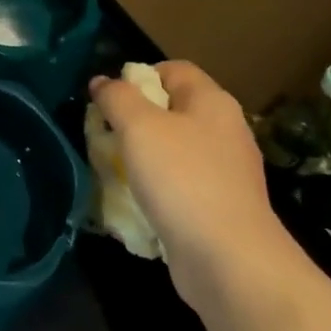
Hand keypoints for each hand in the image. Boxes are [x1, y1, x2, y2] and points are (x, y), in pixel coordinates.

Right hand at [88, 61, 279, 269]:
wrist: (229, 261)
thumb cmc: (182, 179)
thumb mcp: (139, 127)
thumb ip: (117, 98)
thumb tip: (101, 81)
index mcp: (212, 102)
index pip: (172, 69)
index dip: (138, 76)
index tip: (110, 101)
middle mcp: (225, 130)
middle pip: (172, 110)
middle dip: (135, 120)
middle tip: (106, 136)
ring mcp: (226, 172)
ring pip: (174, 150)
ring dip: (142, 158)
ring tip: (115, 171)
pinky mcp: (221, 208)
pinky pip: (181, 186)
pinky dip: (158, 190)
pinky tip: (139, 204)